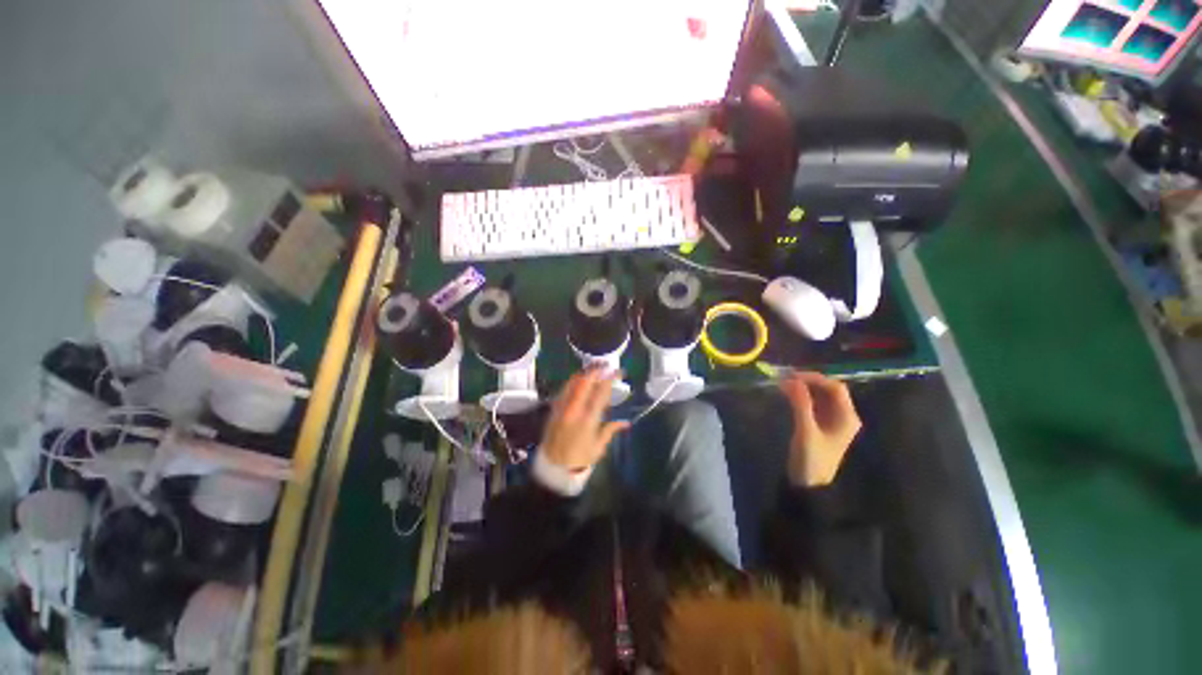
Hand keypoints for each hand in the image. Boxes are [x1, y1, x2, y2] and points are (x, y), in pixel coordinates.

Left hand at [541, 369, 629, 471]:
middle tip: (606, 365)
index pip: (601, 392)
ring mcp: (562, 408)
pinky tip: (579, 380)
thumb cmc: (579, 460)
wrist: (553, 469)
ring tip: (594, 369)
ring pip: (573, 383)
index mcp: (588, 419)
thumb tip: (626, 422)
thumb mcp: (598, 447)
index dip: (610, 379)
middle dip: (596, 371)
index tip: (618, 372)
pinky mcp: (554, 409)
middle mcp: (574, 410)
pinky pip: (564, 389)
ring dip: (584, 373)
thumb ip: (611, 430)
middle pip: (585, 382)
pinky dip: (573, 381)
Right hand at [780, 372, 861, 486]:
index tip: (793, 376)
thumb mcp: (806, 431)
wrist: (808, 485)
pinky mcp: (822, 424)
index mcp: (847, 417)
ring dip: (804, 388)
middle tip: (786, 378)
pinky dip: (802, 396)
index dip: (815, 378)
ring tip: (784, 384)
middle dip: (809, 381)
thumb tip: (792, 380)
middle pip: (829, 390)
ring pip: (821, 396)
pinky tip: (788, 394)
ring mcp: (833, 420)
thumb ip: (801, 405)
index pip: (835, 388)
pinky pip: (814, 403)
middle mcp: (844, 416)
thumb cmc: (811, 459)